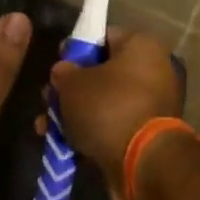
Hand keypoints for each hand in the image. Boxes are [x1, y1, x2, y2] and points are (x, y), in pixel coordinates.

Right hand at [47, 28, 183, 199]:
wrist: (143, 163)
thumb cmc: (108, 108)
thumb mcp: (72, 84)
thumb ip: (63, 73)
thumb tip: (64, 72)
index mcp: (141, 46)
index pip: (103, 36)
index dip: (75, 49)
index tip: (56, 65)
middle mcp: (153, 70)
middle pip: (102, 73)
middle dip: (71, 89)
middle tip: (47, 100)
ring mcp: (153, 105)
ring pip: (105, 103)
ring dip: (75, 114)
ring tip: (46, 128)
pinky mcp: (148, 134)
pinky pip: (113, 126)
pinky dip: (91, 133)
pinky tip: (64, 145)